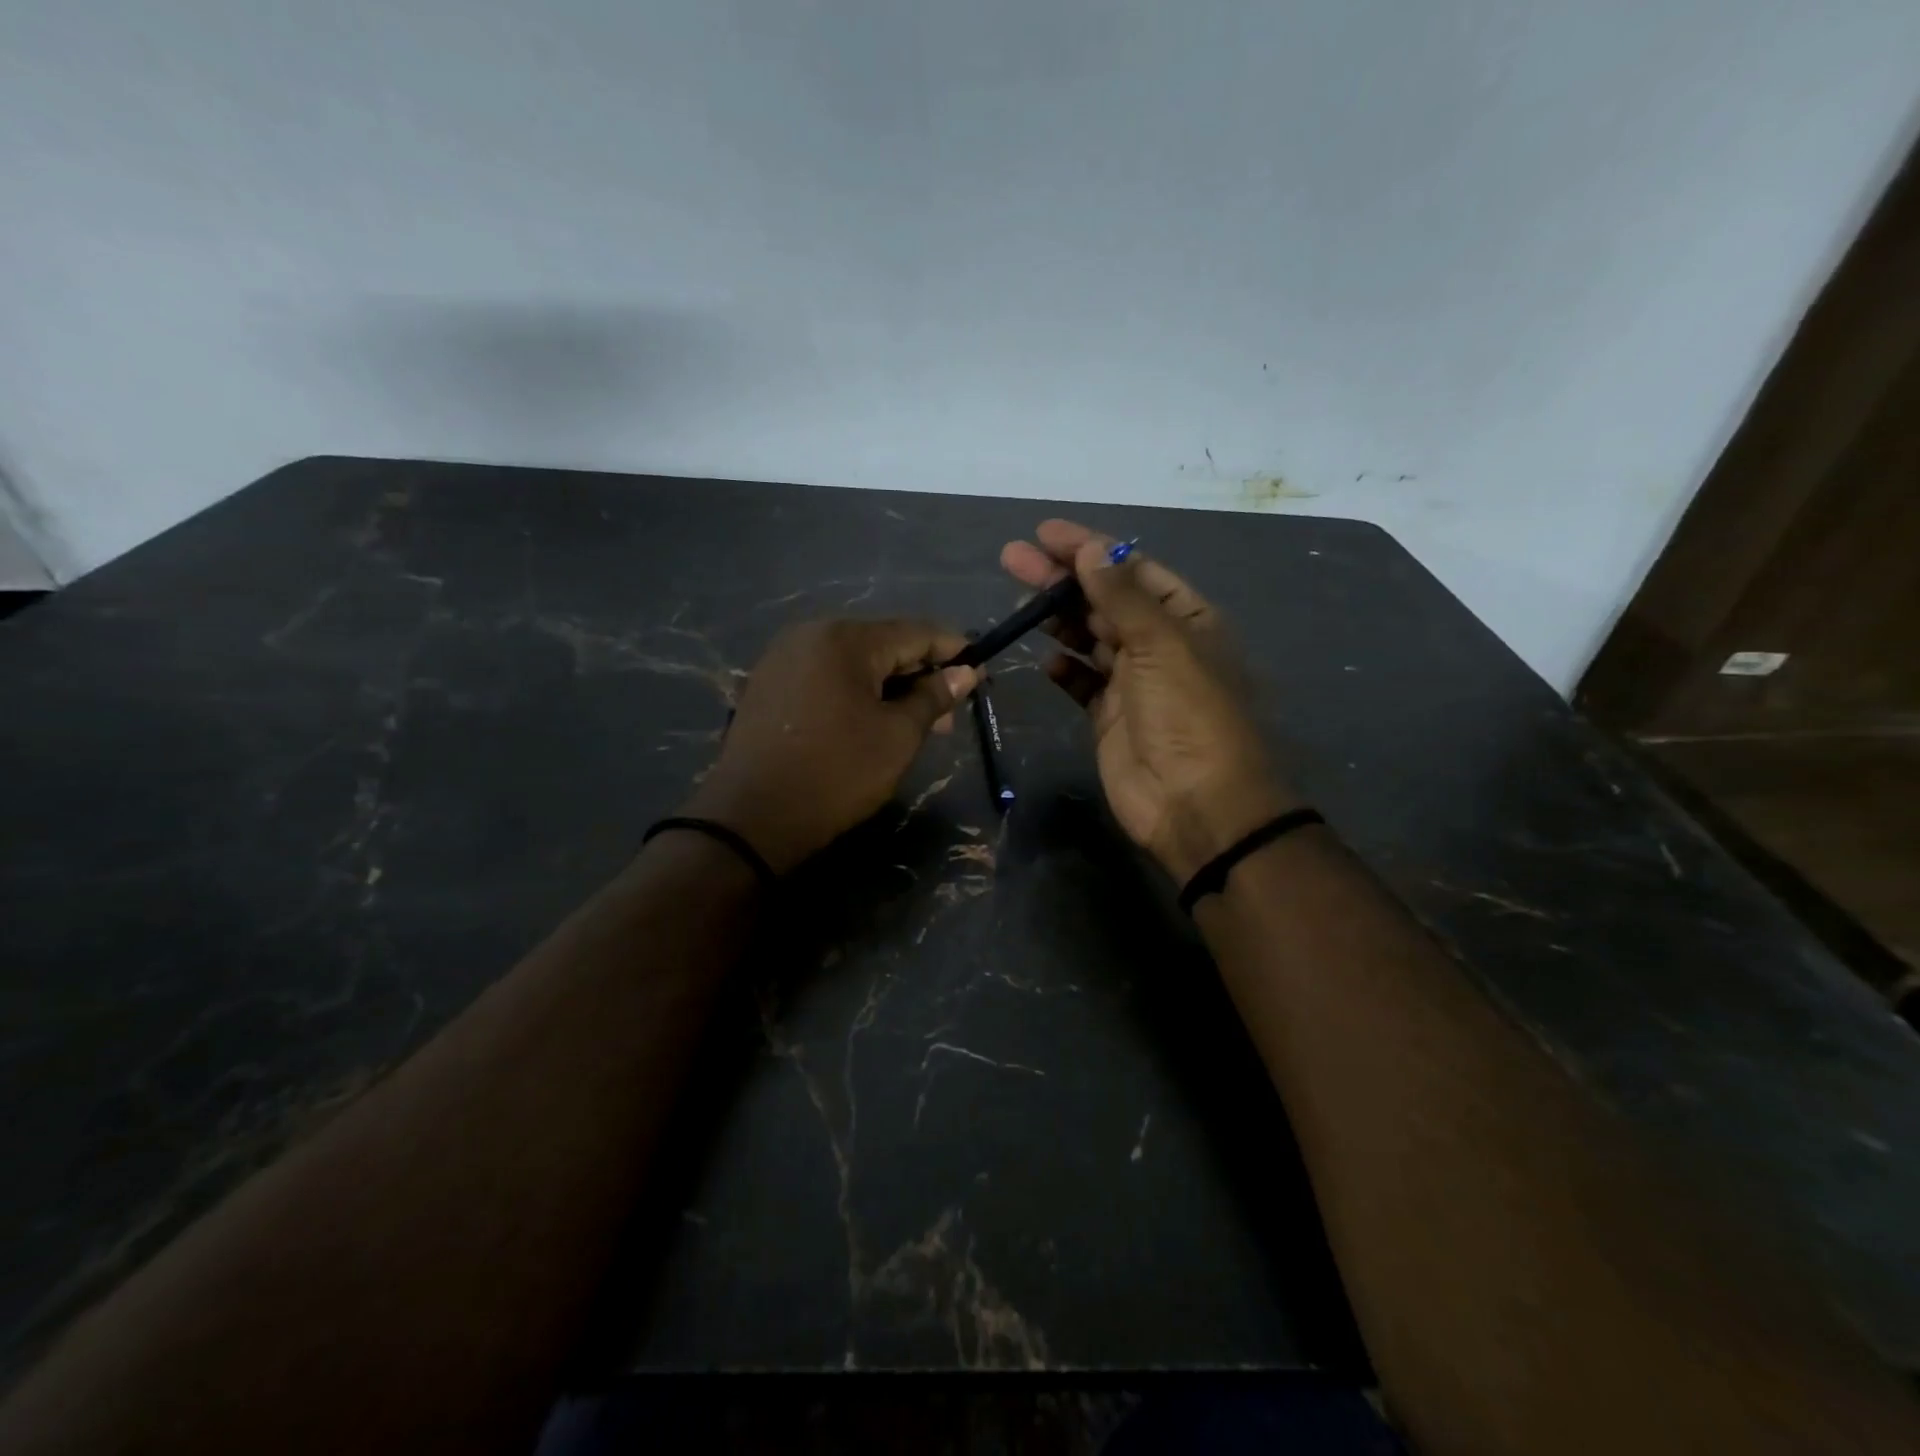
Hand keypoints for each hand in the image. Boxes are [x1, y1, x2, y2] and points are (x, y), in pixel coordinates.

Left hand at [682, 619, 977, 873]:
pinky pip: (825, 675)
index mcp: (845, 639)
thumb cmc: (836, 774)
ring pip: (854, 661)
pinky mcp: (768, 683)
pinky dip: (855, 691)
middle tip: (947, 714)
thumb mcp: (897, 737)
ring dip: (888, 686)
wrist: (751, 818)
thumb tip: (965, 672)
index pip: (915, 632)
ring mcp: (783, 657)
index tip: (980, 671)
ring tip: (914, 724)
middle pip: (882, 644)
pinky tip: (870, 721)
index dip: (953, 650)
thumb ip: (933, 697)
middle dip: (919, 674)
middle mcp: (811, 633)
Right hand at [1000, 520, 1300, 882]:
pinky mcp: (1109, 717)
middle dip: (1062, 578)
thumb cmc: (1188, 714)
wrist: (1197, 804)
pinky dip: (1064, 669)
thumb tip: (1091, 549)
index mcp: (1186, 619)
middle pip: (1105, 600)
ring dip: (1057, 618)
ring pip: (1089, 638)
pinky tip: (1045, 658)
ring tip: (1018, 599)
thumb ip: (1121, 597)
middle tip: (1013, 558)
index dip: (1092, 549)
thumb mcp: (1161, 645)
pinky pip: (1082, 683)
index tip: (1046, 533)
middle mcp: (1160, 645)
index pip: (1133, 570)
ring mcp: (1133, 683)